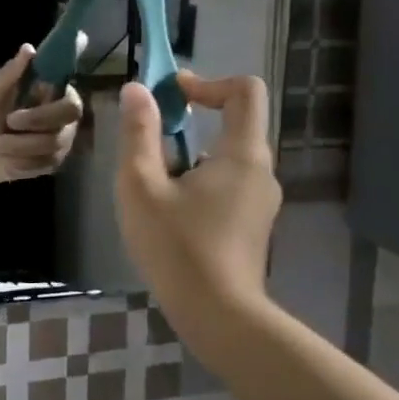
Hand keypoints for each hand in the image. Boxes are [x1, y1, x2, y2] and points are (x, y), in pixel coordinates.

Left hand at [0, 44, 84, 181]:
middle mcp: (66, 120)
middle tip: (8, 122)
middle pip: (64, 126)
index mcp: (56, 96)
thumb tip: (28, 49)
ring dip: (18, 146)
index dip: (50, 109)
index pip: (71, 102)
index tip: (21, 110)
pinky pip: (42, 166)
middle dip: (35, 125)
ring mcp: (62, 143)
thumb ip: (10, 73)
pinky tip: (6, 160)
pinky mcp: (54, 164)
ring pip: (50, 148)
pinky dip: (20, 163)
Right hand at [115, 72, 281, 339]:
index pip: (244, 91)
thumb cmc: (177, 246)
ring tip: (150, 183)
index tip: (170, 96)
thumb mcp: (142, 185)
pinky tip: (167, 212)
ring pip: (225, 157)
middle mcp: (261, 172)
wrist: (218, 317)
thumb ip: (139, 133)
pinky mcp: (251, 225)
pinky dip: (197, 180)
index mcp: (243, 154)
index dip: (207, 82)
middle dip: (188, 121)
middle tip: (146, 140)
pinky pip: (226, 184)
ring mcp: (260, 202)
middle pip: (233, 124)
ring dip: (188, 155)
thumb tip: (137, 90)